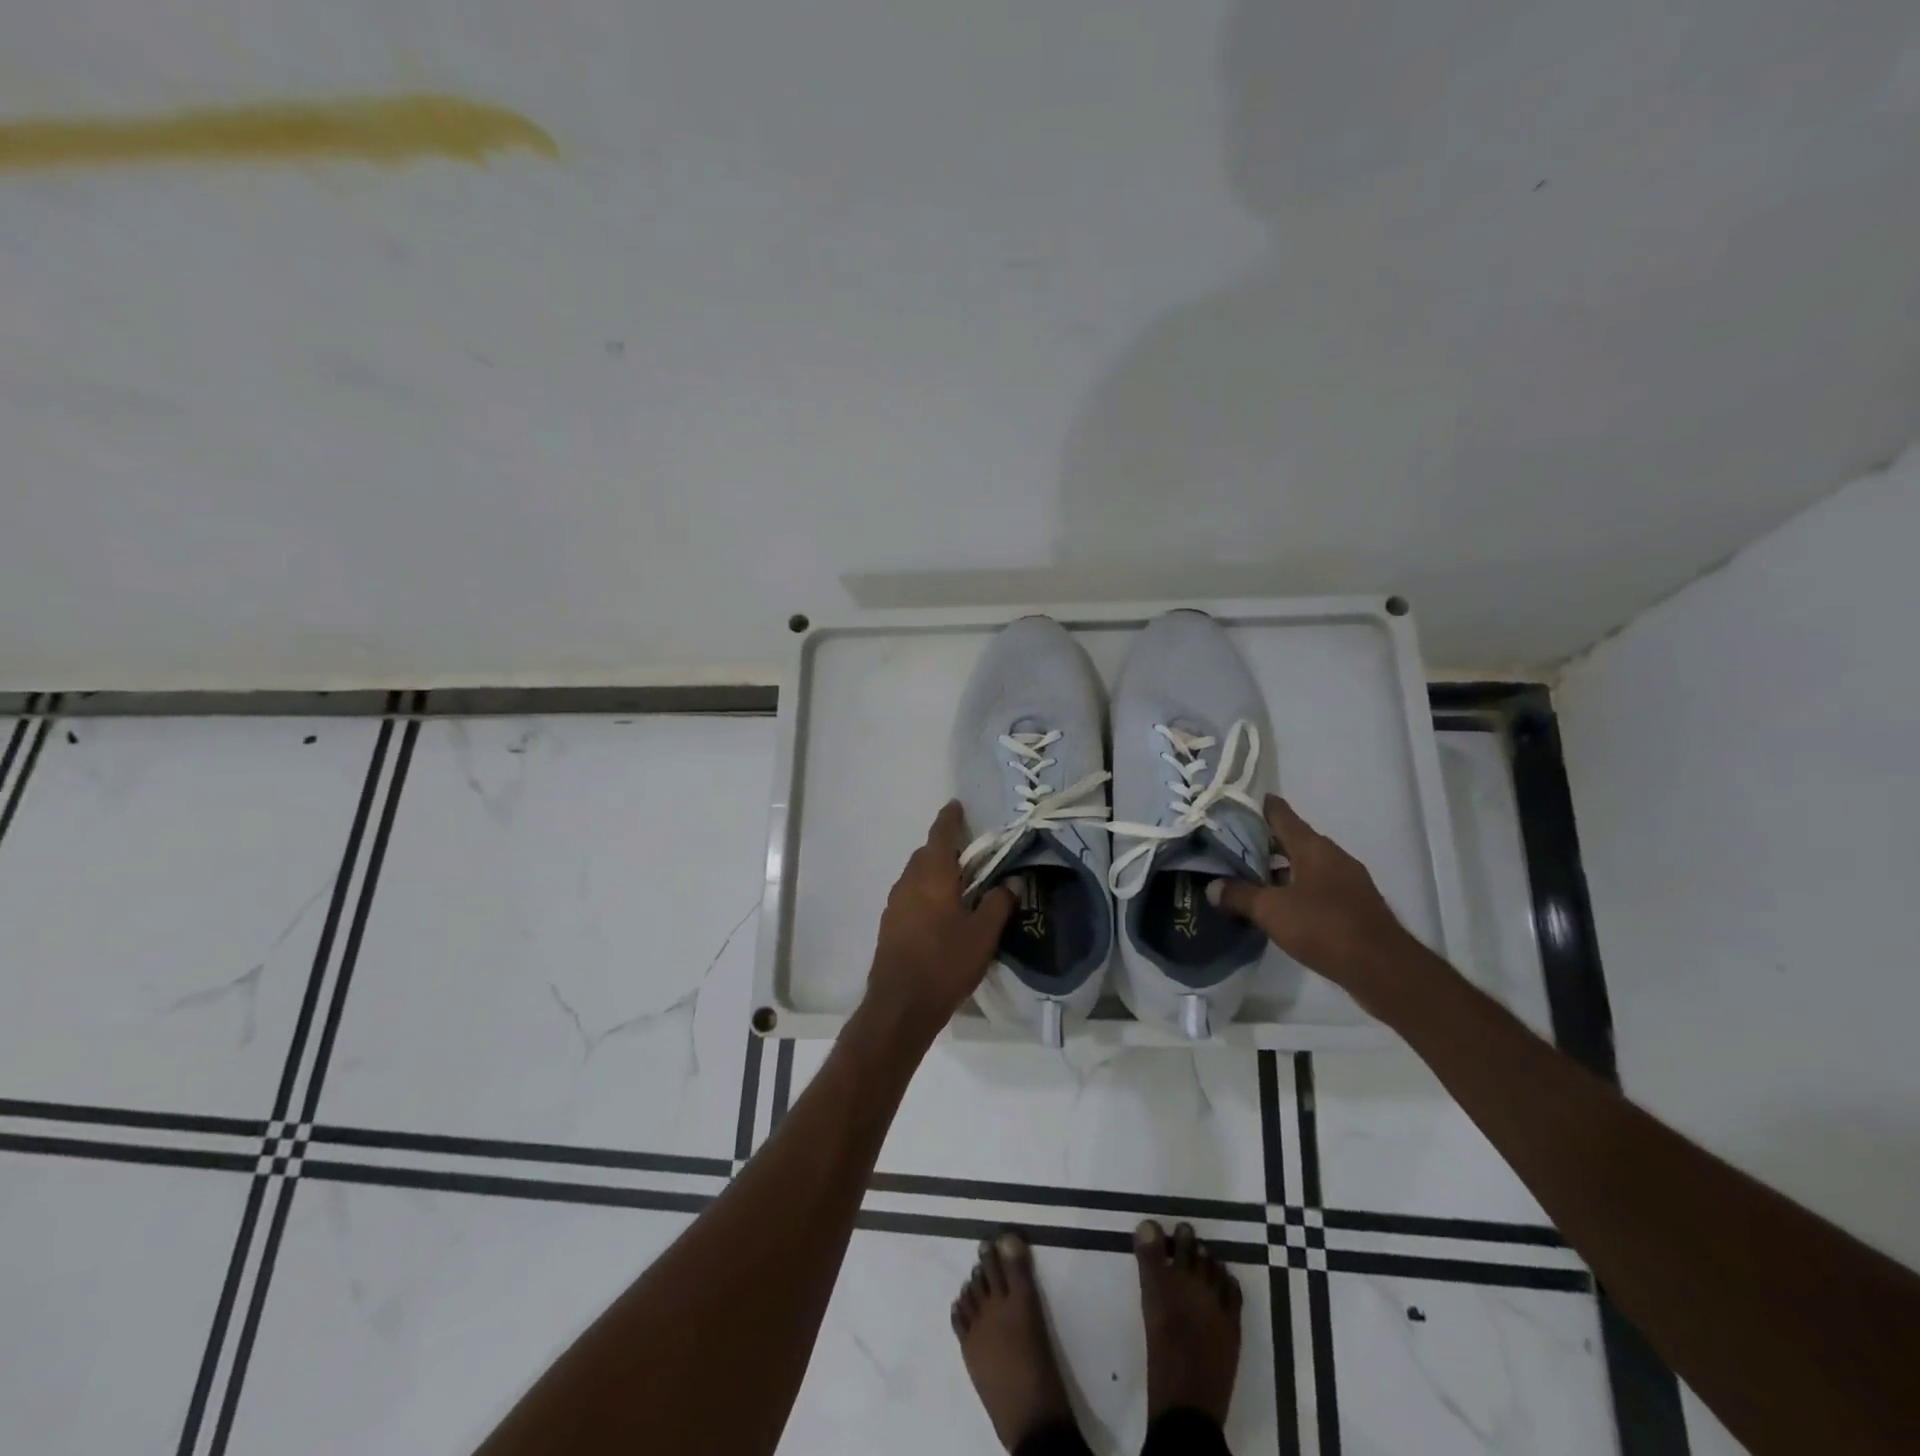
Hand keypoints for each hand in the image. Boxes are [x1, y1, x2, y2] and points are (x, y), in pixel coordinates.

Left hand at [865, 801, 1014, 1039]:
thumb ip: (998, 903)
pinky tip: (940, 911)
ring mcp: (895, 902)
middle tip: (970, 854)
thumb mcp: (983, 935)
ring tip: (958, 884)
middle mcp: (909, 881)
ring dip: (934, 871)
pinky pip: (910, 894)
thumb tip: (1011, 881)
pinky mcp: (889, 923)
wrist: (900, 1005)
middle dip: (945, 847)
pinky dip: (925, 890)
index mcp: (933, 875)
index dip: (950, 818)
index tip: (956, 806)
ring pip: (916, 874)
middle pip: (926, 853)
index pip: (941, 835)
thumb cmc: (945, 963)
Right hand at [1208, 795, 1412, 986]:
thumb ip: (1239, 895)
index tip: (1230, 806)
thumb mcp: (1272, 911)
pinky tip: (1275, 904)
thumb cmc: (1325, 927)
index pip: (1280, 814)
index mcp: (1313, 847)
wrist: (1383, 969)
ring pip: (1303, 864)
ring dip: (1277, 868)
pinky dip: (1293, 888)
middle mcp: (1331, 856)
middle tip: (1227, 845)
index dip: (1255, 807)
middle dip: (1261, 841)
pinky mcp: (1352, 904)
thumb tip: (1212, 886)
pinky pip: (1315, 885)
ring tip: (1245, 876)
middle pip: (1291, 839)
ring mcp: (1346, 881)